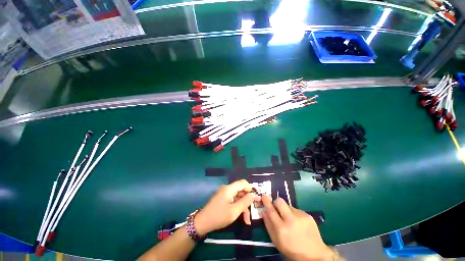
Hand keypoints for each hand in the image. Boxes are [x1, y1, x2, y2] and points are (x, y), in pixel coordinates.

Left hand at [194, 179, 260, 234]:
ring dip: (243, 207)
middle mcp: (227, 189)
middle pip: (241, 190)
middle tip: (254, 210)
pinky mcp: (223, 199)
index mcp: (229, 189)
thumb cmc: (219, 216)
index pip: (243, 183)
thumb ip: (245, 202)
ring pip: (238, 197)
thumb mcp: (234, 211)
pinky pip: (233, 200)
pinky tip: (242, 218)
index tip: (255, 198)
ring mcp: (224, 194)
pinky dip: (238, 207)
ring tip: (247, 220)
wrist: (202, 223)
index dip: (250, 189)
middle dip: (248, 200)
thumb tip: (253, 195)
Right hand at [262, 195, 333, 260]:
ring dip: (286, 210)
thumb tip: (264, 211)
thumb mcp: (276, 241)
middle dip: (276, 202)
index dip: (267, 202)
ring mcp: (301, 217)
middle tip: (277, 208)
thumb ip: (268, 225)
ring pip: (288, 205)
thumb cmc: (291, 250)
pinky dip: (295, 214)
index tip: (264, 195)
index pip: (271, 211)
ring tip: (290, 221)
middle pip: (280, 201)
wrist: (314, 254)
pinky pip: (297, 210)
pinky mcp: (308, 215)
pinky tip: (298, 223)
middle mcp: (291, 220)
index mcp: (282, 229)